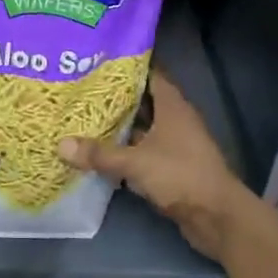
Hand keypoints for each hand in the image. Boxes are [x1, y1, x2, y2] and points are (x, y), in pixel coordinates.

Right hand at [58, 70, 261, 260]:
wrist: (217, 217)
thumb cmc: (180, 175)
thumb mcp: (135, 162)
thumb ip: (99, 154)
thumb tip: (60, 145)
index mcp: (172, 106)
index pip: (150, 74)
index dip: (128, 66)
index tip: (100, 60)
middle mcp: (176, 119)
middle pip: (143, 101)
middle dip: (116, 97)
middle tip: (83, 89)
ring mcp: (176, 144)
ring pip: (143, 128)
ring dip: (120, 126)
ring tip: (85, 117)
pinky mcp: (173, 168)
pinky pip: (144, 152)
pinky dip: (126, 151)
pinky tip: (102, 153)